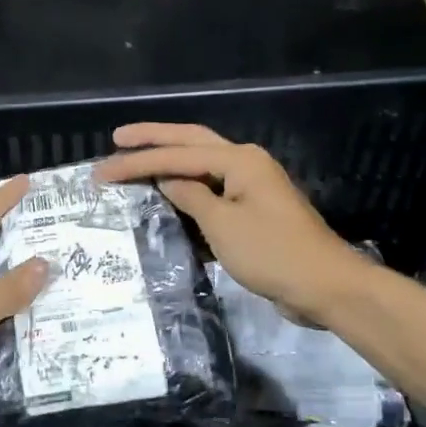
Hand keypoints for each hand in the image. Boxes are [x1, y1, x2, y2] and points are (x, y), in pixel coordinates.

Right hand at [93, 123, 368, 321]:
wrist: (324, 286)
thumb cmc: (271, 252)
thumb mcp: (222, 224)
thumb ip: (190, 197)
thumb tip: (166, 180)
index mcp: (239, 160)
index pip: (176, 156)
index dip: (136, 162)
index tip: (101, 171)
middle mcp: (245, 163)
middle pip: (191, 143)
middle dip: (153, 140)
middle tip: (117, 139)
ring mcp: (251, 186)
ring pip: (201, 166)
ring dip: (169, 162)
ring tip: (135, 160)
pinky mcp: (252, 211)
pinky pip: (211, 192)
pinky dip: (187, 191)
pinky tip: (166, 195)